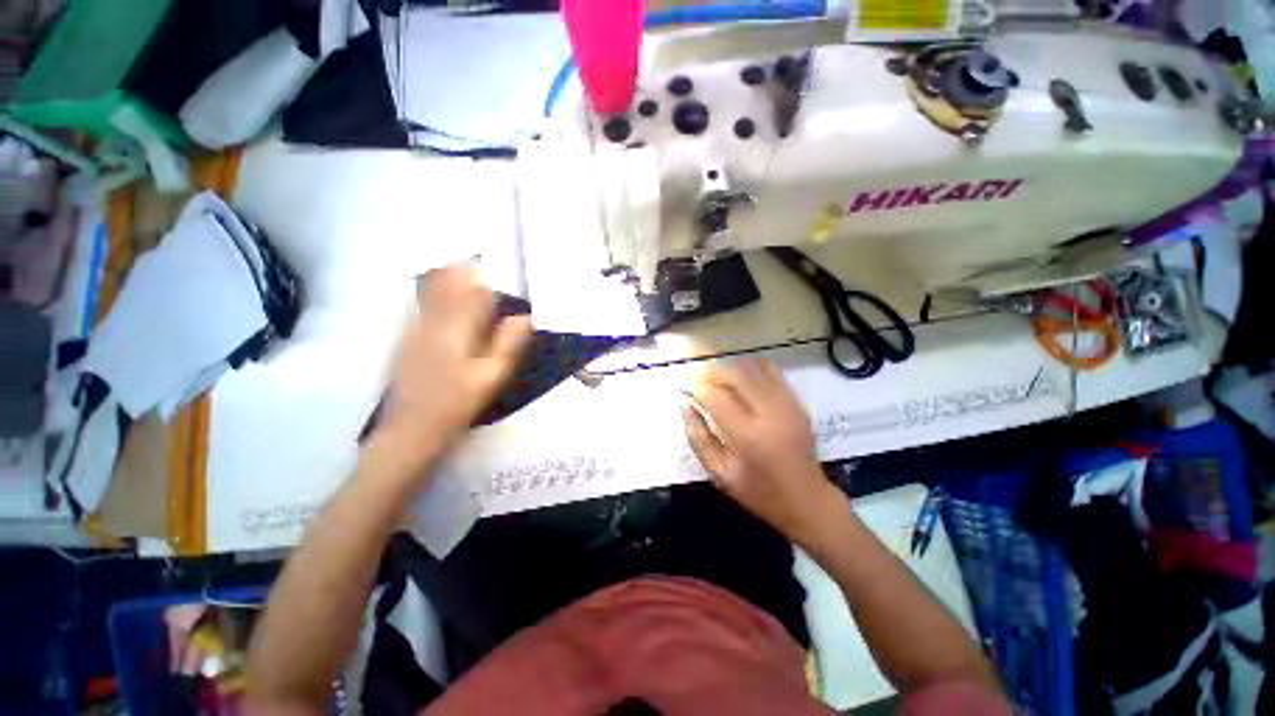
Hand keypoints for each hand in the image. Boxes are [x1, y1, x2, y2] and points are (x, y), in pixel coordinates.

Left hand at [381, 263, 532, 455]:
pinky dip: (434, 294)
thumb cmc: (459, 403)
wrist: (412, 428)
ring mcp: (415, 329)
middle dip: (462, 268)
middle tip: (476, 258)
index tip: (495, 263)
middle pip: (447, 283)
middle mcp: (433, 321)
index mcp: (457, 328)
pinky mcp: (406, 339)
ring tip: (460, 266)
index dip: (485, 275)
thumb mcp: (492, 376)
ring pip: (431, 292)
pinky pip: (421, 306)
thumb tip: (526, 317)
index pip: (473, 291)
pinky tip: (440, 295)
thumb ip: (509, 344)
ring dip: (447, 277)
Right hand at [682, 358, 840, 544]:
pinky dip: (751, 368)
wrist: (808, 500)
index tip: (683, 384)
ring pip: (752, 368)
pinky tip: (741, 379)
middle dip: (711, 371)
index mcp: (748, 437)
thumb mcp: (719, 474)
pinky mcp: (797, 402)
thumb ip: (698, 438)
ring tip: (717, 380)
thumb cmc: (758, 493)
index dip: (695, 386)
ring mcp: (787, 405)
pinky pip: (771, 370)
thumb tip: (685, 405)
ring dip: (729, 368)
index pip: (715, 397)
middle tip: (698, 379)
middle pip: (735, 375)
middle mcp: (769, 414)